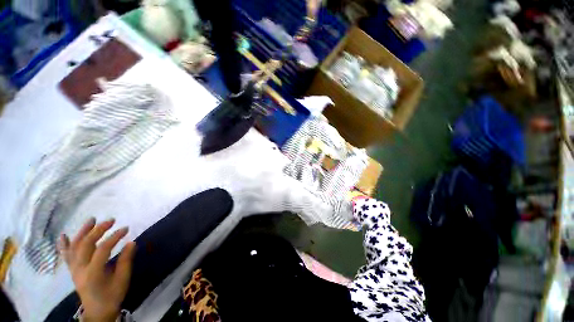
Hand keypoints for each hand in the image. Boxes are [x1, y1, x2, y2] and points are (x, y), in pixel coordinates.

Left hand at [59, 218, 135, 321]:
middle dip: (98, 230)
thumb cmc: (112, 295)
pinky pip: (66, 255)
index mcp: (93, 273)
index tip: (126, 229)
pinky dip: (64, 244)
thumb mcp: (122, 280)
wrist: (97, 311)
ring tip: (92, 220)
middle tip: (111, 220)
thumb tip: (132, 242)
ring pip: (74, 246)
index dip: (114, 237)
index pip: (102, 249)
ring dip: (83, 231)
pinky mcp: (72, 270)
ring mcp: (74, 269)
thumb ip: (126, 260)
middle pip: (86, 244)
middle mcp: (80, 269)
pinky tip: (64, 235)